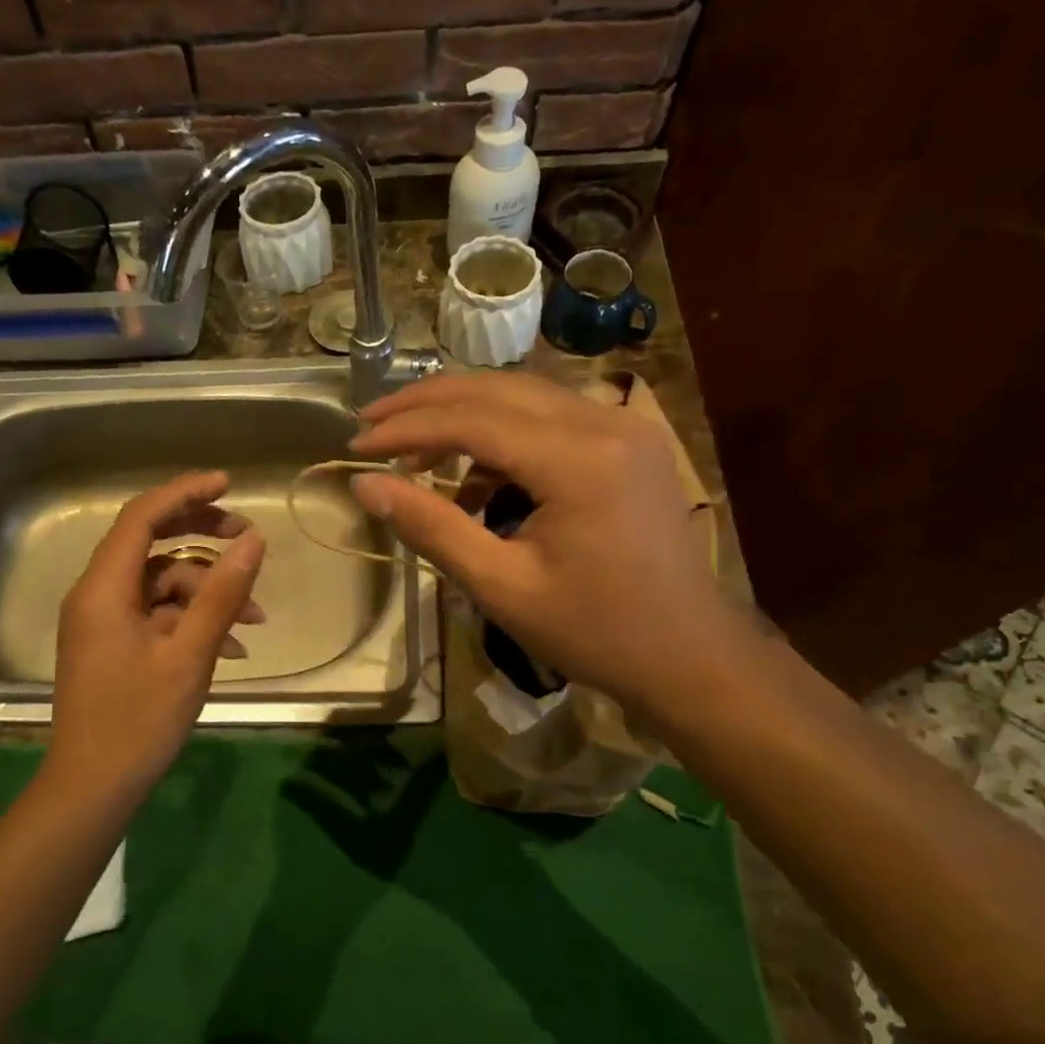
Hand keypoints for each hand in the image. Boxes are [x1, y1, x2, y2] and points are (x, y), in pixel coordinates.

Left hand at [49, 472, 265, 791]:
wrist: (93, 787)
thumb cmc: (139, 721)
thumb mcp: (190, 654)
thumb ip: (222, 593)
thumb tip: (255, 539)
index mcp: (104, 589)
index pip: (141, 517)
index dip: (185, 493)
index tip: (229, 483)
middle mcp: (98, 595)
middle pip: (152, 543)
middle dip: (203, 537)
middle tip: (249, 537)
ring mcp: (105, 621)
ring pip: (162, 583)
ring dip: (208, 592)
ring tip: (255, 618)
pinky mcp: (115, 644)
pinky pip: (158, 614)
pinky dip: (193, 620)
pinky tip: (232, 645)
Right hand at [349, 371, 734, 720]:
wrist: (689, 654)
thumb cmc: (595, 631)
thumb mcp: (501, 586)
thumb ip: (431, 527)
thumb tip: (365, 485)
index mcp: (579, 459)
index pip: (472, 419)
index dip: (406, 428)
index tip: (355, 446)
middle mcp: (606, 422)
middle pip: (496, 388)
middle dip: (426, 403)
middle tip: (371, 426)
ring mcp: (624, 426)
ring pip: (522, 395)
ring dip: (462, 414)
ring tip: (413, 453)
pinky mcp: (629, 441)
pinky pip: (550, 418)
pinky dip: (502, 436)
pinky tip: (475, 479)